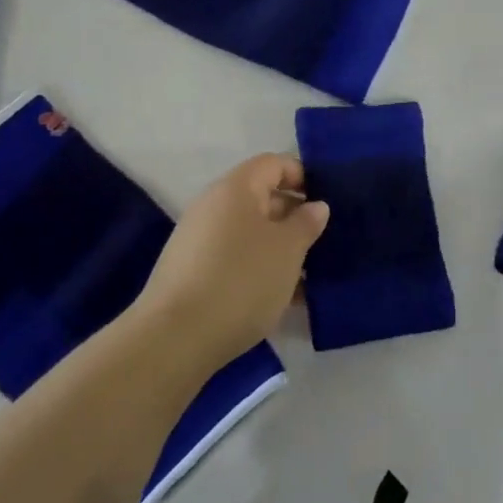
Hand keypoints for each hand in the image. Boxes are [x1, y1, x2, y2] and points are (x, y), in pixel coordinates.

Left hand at [133, 155, 328, 371]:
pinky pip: (236, 260)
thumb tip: (315, 206)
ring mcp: (199, 241)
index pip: (274, 163)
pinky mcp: (192, 274)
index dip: (303, 176)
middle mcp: (214, 206)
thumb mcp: (288, 249)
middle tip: (325, 242)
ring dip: (280, 249)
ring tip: (310, 276)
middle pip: (263, 198)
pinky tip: (283, 299)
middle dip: (295, 218)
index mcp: (236, 188)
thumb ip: (307, 223)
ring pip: (251, 234)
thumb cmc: (241, 280)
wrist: (175, 339)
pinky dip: (260, 271)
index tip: (328, 202)